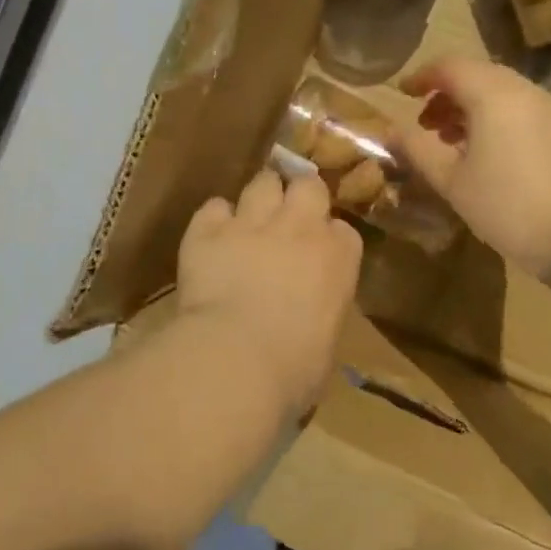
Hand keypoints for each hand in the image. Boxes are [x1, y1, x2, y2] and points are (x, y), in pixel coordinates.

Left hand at [176, 170, 362, 416]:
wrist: (237, 359)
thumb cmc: (295, 367)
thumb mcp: (327, 340)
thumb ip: (323, 310)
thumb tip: (309, 317)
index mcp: (339, 257)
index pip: (343, 230)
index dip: (329, 238)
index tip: (320, 253)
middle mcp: (300, 227)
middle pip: (307, 186)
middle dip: (299, 195)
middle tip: (288, 216)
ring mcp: (252, 223)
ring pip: (262, 182)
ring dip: (259, 196)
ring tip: (250, 218)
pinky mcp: (207, 231)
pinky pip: (214, 206)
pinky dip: (214, 219)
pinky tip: (211, 238)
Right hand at [395, 57, 550, 280]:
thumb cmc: (507, 205)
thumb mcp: (451, 180)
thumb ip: (417, 149)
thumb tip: (389, 131)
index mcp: (493, 94)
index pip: (450, 66)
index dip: (422, 76)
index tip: (402, 93)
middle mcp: (524, 90)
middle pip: (478, 76)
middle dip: (447, 94)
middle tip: (425, 124)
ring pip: (503, 93)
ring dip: (472, 108)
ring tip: (453, 143)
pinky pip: (523, 111)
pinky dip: (498, 120)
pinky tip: (490, 156)